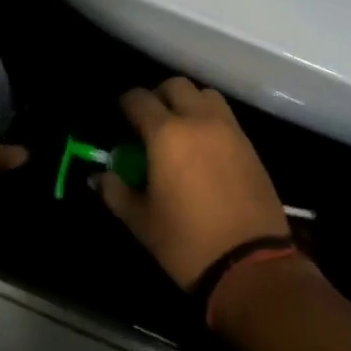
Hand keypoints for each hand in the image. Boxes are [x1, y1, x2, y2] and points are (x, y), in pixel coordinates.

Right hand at [96, 77, 289, 289]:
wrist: (251, 264)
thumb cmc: (187, 243)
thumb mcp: (141, 221)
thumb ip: (116, 191)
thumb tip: (99, 176)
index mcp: (166, 134)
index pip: (139, 99)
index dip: (126, 104)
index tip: (121, 118)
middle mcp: (198, 120)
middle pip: (175, 86)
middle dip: (158, 96)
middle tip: (149, 121)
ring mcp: (228, 129)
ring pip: (204, 94)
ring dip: (188, 102)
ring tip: (180, 129)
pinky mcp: (249, 144)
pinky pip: (224, 115)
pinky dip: (209, 118)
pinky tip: (204, 147)